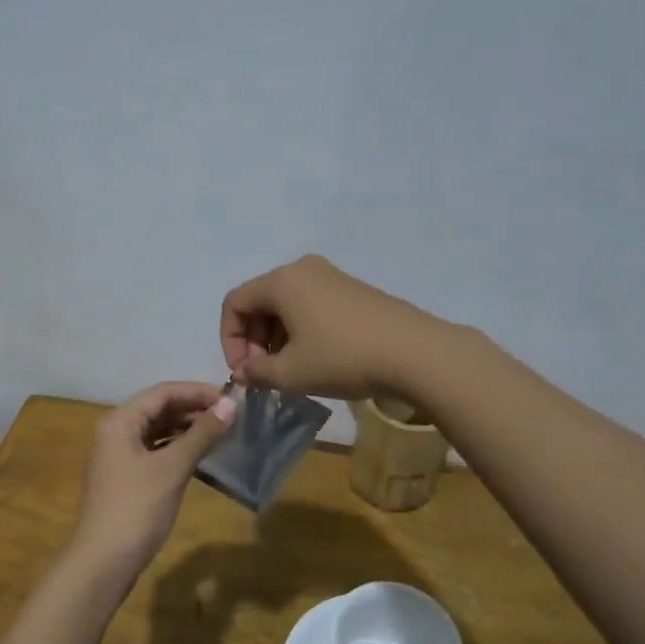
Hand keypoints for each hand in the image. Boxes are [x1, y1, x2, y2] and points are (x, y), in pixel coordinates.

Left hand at [68, 382, 237, 588]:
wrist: (102, 563)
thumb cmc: (136, 508)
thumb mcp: (172, 468)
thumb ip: (202, 434)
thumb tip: (231, 405)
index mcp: (120, 421)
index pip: (163, 392)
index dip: (197, 392)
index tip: (231, 400)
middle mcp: (115, 432)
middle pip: (159, 409)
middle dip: (194, 409)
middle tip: (230, 417)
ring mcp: (118, 457)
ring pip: (157, 431)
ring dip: (187, 429)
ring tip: (221, 433)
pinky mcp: (125, 479)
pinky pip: (155, 451)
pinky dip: (177, 449)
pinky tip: (200, 456)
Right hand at [220, 255, 444, 400]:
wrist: (415, 353)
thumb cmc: (342, 358)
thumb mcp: (291, 373)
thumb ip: (257, 373)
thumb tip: (245, 372)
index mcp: (281, 281)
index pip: (234, 303)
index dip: (229, 340)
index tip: (244, 372)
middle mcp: (302, 269)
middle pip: (260, 302)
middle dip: (254, 340)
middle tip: (265, 374)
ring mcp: (331, 276)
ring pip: (285, 305)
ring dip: (277, 338)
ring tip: (290, 372)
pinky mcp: (352, 289)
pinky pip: (310, 305)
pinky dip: (301, 330)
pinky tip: (316, 359)